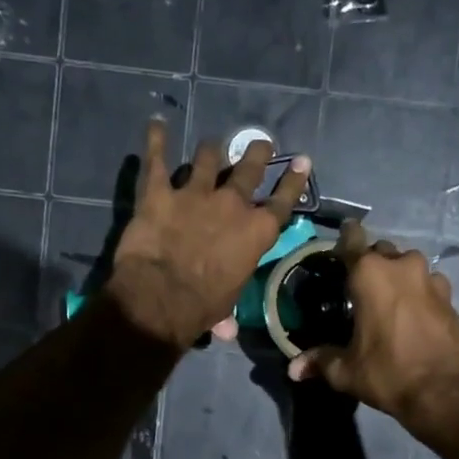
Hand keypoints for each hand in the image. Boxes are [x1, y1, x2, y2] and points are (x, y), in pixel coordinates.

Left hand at [108, 120, 310, 348]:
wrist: (162, 296)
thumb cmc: (202, 307)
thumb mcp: (226, 305)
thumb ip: (228, 311)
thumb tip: (227, 332)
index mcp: (256, 232)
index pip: (282, 201)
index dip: (293, 180)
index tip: (302, 160)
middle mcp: (231, 205)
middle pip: (248, 169)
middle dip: (255, 153)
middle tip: (259, 143)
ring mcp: (195, 193)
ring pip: (206, 158)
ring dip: (209, 151)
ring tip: (210, 146)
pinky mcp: (159, 191)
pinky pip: (157, 159)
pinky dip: (156, 140)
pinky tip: (156, 126)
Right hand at [286, 223, 458, 439]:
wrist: (446, 391)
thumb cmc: (389, 372)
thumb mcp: (347, 371)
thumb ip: (320, 361)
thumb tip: (294, 369)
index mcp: (370, 274)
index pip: (352, 239)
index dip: (344, 239)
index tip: (338, 248)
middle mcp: (402, 265)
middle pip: (381, 252)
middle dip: (370, 264)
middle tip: (358, 288)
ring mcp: (430, 278)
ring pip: (407, 265)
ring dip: (396, 276)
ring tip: (387, 300)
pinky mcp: (450, 296)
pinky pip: (427, 283)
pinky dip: (418, 292)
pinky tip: (412, 313)